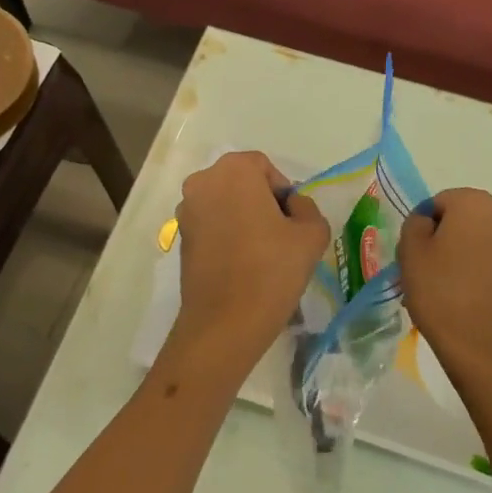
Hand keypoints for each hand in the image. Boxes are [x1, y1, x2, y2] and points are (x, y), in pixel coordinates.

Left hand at [168, 151, 327, 379]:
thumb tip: (292, 207)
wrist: (224, 325)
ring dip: (244, 219)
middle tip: (280, 237)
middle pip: (243, 182)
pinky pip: (212, 224)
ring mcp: (186, 210)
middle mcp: (204, 181)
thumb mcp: (311, 234)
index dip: (284, 193)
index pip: (266, 168)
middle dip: (262, 203)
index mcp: (234, 170)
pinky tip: (242, 264)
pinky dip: (227, 235)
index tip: (292, 223)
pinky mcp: (180, 237)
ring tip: (262, 254)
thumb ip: (307, 208)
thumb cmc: (270, 271)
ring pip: (226, 204)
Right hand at [398, 188, 491, 387]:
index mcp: (475, 202)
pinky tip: (467, 296)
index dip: (423, 227)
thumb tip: (427, 222)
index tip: (416, 255)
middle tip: (428, 270)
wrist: (483, 347)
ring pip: (479, 241)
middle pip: (462, 219)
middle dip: (445, 238)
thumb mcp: (410, 250)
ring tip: (446, 287)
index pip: (439, 203)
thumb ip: (414, 223)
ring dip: (463, 254)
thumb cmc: (441, 291)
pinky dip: (480, 271)